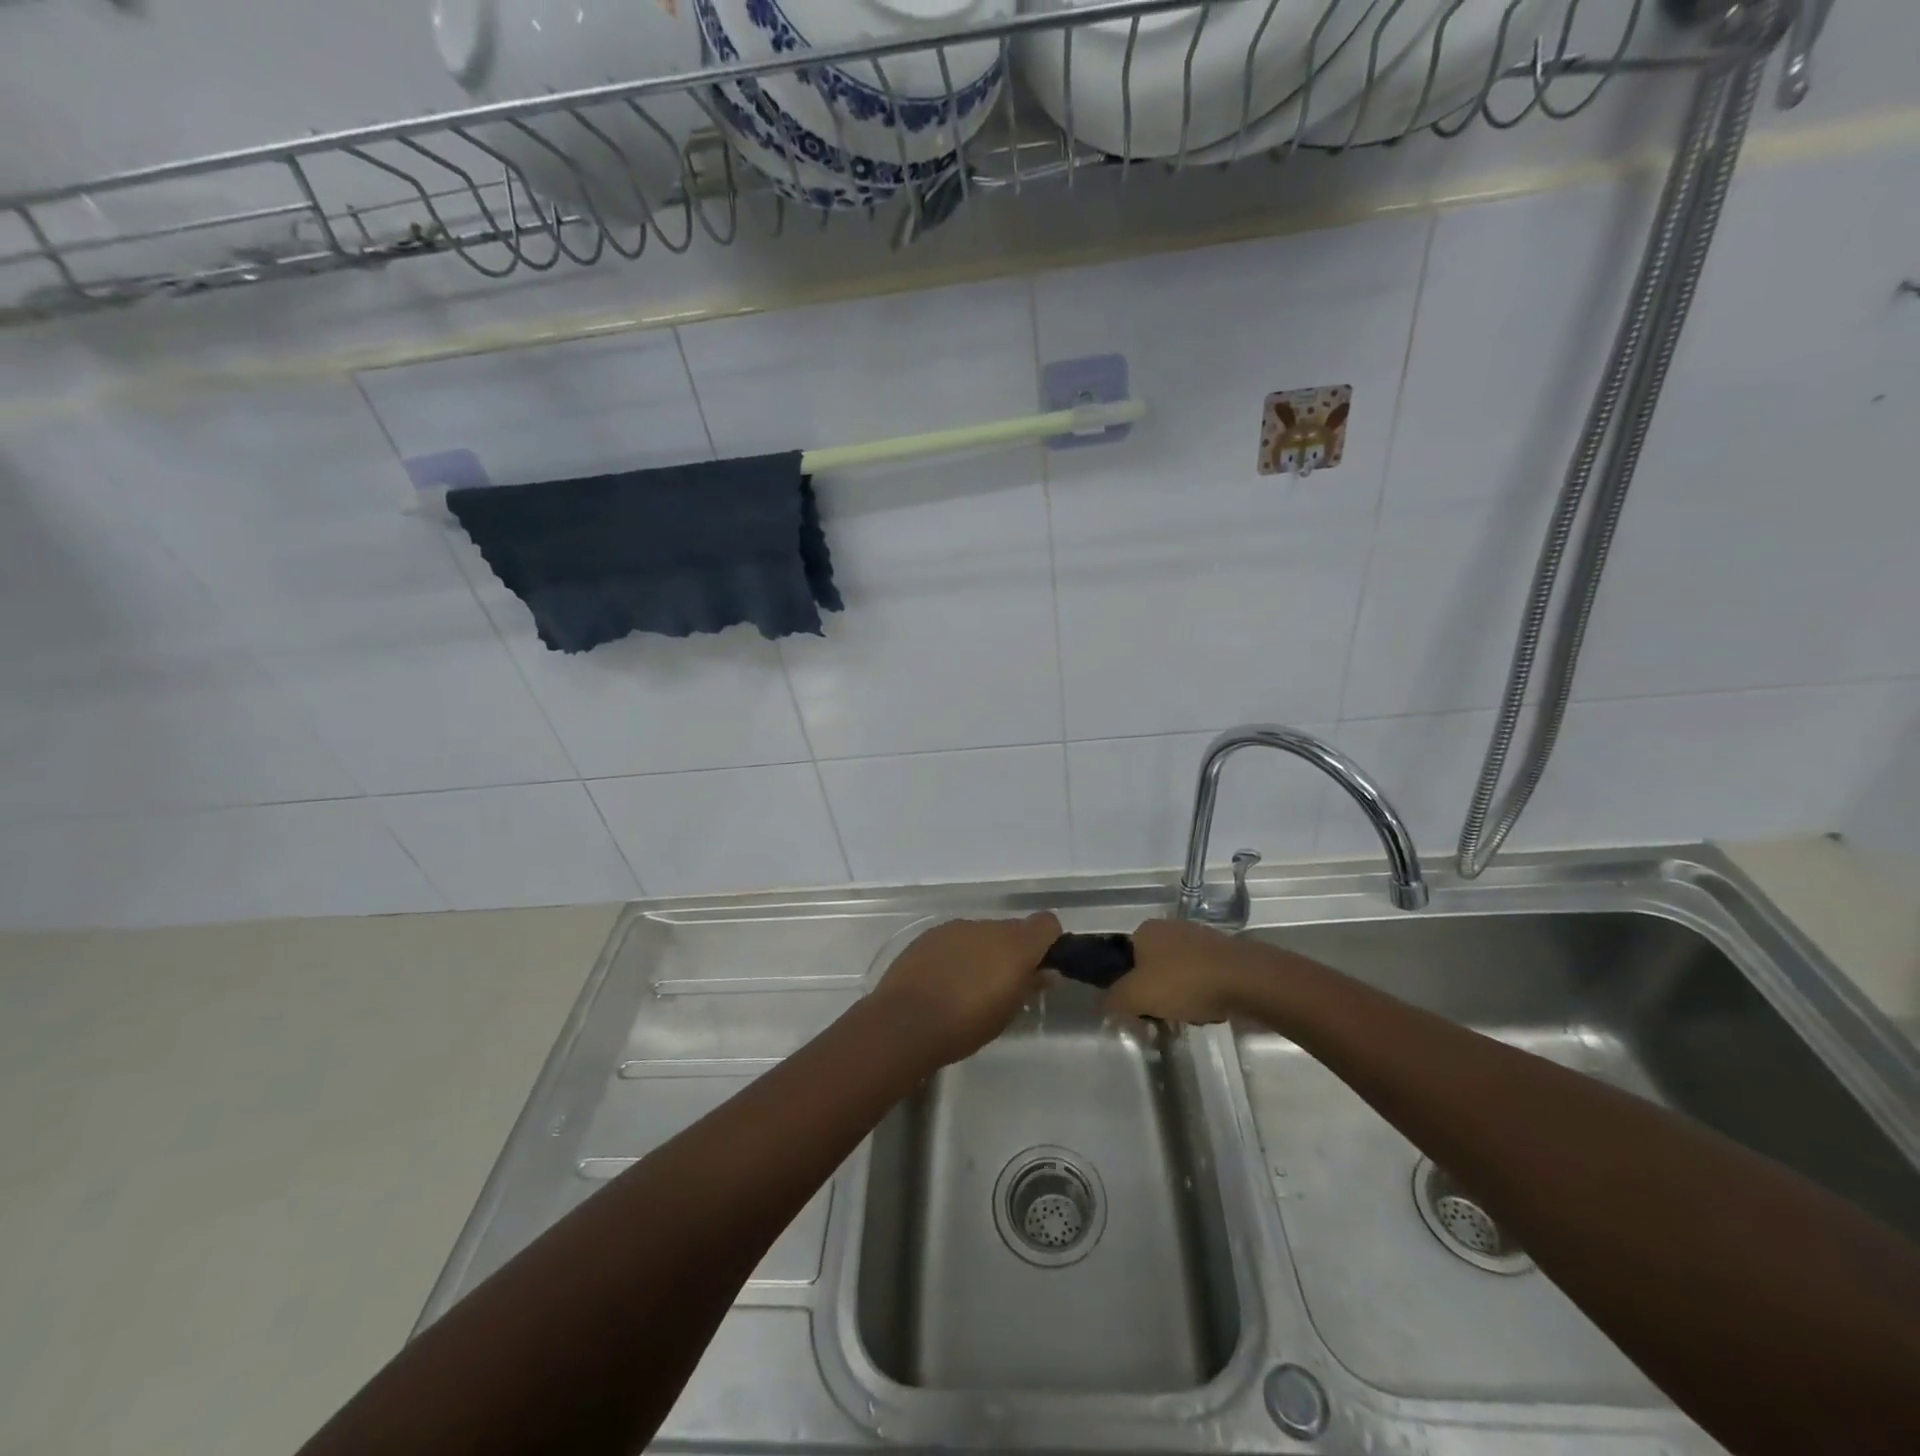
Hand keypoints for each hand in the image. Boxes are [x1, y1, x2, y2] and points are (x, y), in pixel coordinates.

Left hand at [872, 912, 1061, 1066]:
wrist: (904, 1022)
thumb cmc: (965, 1026)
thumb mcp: (1006, 1013)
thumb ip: (1029, 986)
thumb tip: (1045, 972)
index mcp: (1015, 945)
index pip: (1046, 924)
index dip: (1047, 942)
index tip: (1040, 967)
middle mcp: (988, 927)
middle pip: (1012, 929)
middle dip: (1012, 951)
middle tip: (1002, 985)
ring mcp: (956, 927)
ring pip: (982, 933)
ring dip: (982, 951)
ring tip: (967, 986)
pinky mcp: (930, 934)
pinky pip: (955, 938)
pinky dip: (957, 953)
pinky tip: (943, 980)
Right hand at [1106, 917, 1265, 1023]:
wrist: (1245, 979)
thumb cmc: (1183, 982)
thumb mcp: (1136, 996)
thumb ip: (1114, 999)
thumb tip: (1107, 1002)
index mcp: (1144, 930)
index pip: (1124, 959)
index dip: (1128, 985)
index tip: (1139, 1007)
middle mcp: (1169, 927)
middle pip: (1152, 968)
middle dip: (1158, 994)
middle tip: (1164, 1015)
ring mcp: (1198, 937)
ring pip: (1178, 975)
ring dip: (1182, 996)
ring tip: (1193, 1015)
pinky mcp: (1223, 952)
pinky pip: (1203, 977)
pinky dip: (1204, 994)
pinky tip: (1213, 1009)